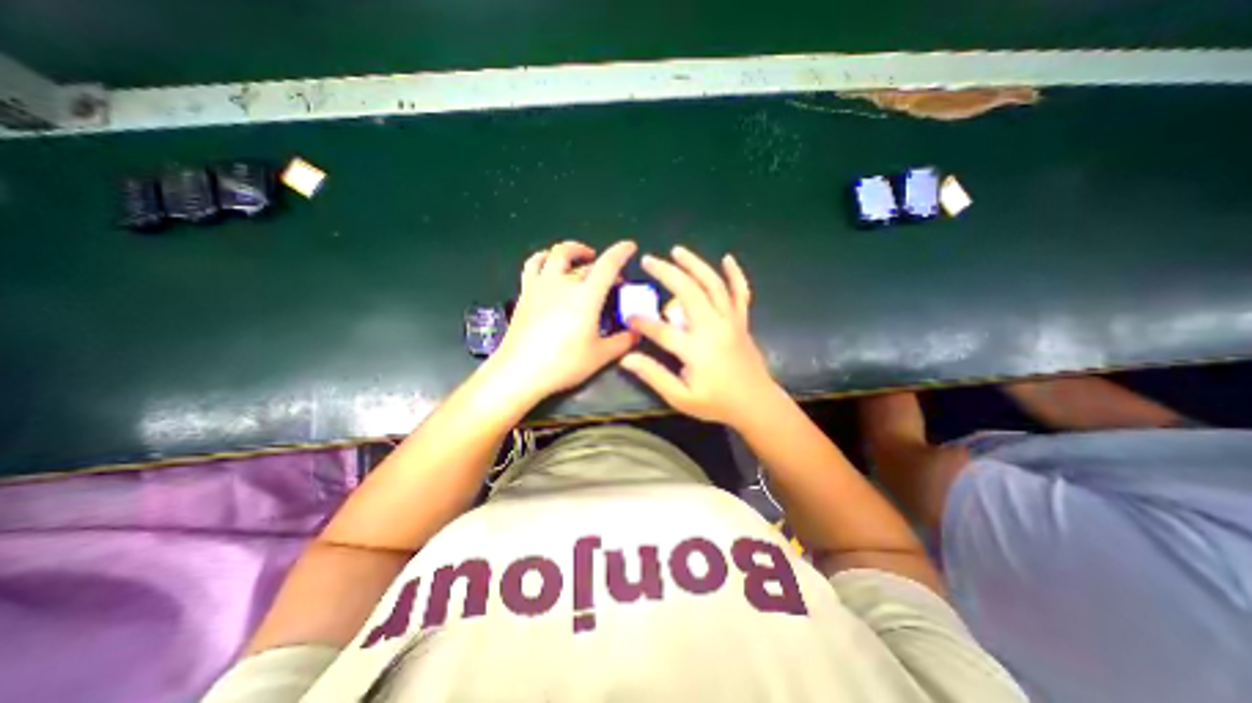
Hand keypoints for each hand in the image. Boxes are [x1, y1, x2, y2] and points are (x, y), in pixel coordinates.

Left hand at [489, 238, 639, 400]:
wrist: (520, 371)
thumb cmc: (564, 363)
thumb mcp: (600, 356)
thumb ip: (623, 342)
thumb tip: (637, 333)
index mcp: (586, 296)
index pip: (607, 265)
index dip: (621, 252)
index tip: (630, 246)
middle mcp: (564, 283)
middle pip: (586, 263)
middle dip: (603, 265)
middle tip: (612, 279)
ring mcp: (541, 285)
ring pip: (557, 254)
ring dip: (573, 251)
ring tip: (581, 257)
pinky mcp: (526, 292)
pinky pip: (534, 264)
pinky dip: (545, 258)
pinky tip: (549, 264)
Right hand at [617, 248, 778, 425]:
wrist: (756, 403)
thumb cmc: (717, 403)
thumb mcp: (681, 398)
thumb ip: (654, 376)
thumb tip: (626, 359)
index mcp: (696, 349)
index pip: (662, 330)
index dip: (642, 322)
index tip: (628, 317)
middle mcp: (713, 327)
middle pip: (688, 291)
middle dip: (666, 273)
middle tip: (648, 260)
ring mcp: (730, 321)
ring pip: (713, 284)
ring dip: (695, 264)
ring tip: (677, 251)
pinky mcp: (741, 320)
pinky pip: (741, 292)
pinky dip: (735, 274)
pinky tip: (728, 258)